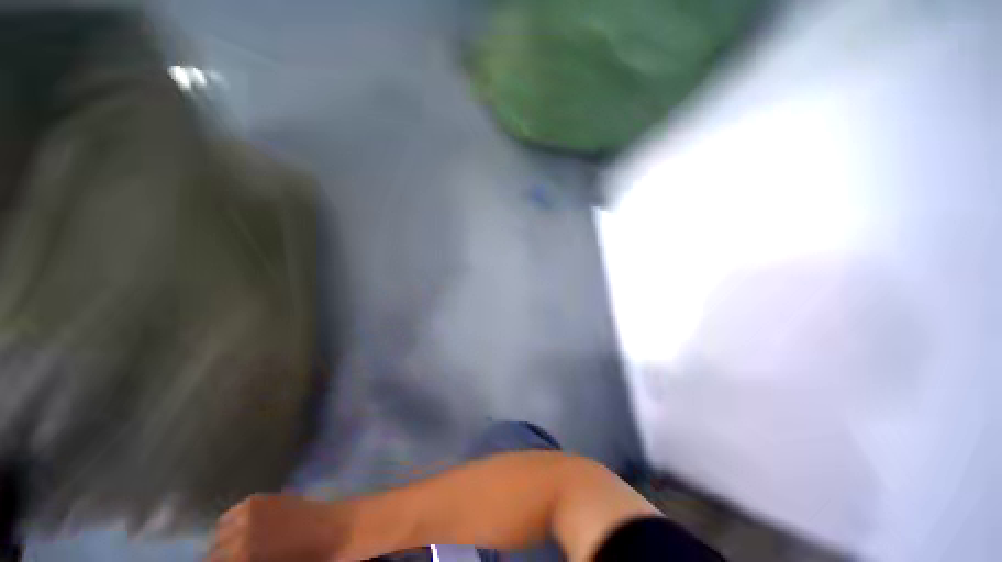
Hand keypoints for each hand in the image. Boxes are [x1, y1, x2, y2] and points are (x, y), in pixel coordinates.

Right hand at [207, 494, 342, 561]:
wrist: (337, 530)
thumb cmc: (308, 559)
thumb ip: (247, 561)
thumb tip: (234, 558)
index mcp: (244, 556)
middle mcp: (241, 532)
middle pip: (214, 551)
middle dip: (220, 559)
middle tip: (235, 560)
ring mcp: (250, 511)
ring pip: (219, 532)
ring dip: (223, 542)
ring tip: (235, 549)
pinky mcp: (259, 498)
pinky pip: (232, 514)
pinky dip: (232, 524)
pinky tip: (243, 531)